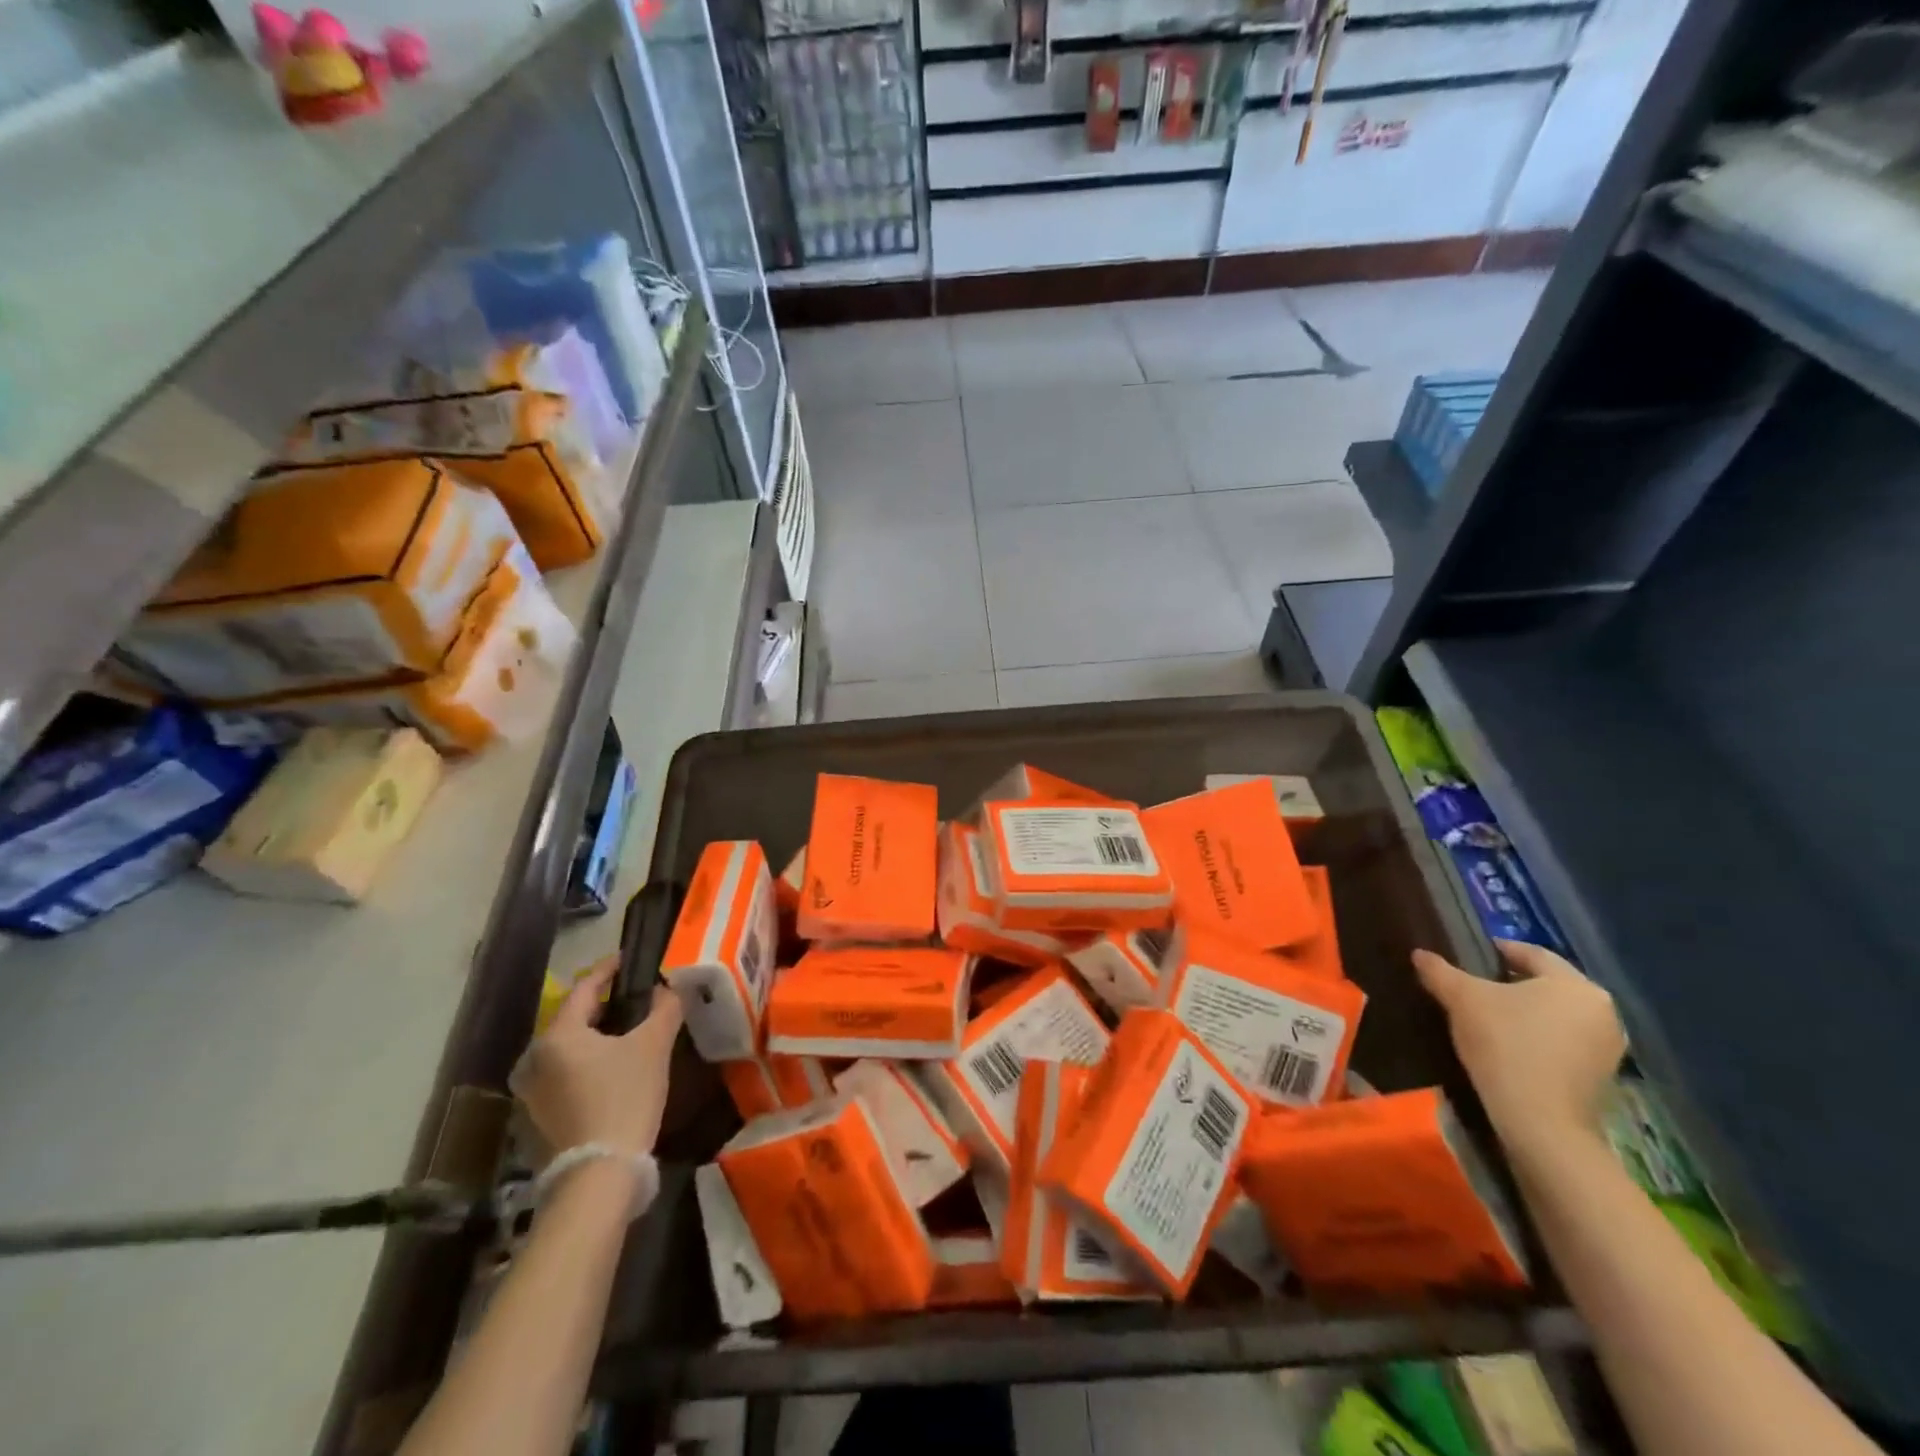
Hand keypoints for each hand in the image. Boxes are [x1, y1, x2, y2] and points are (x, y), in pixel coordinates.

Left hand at [510, 955, 682, 1158]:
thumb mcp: (653, 1046)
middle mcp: (535, 1057)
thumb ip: (664, 1008)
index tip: (631, 959)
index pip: (585, 987)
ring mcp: (532, 1089)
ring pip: (569, 1046)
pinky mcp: (538, 1114)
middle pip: (575, 1017)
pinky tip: (614, 1065)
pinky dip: (588, 1060)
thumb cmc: (625, 1098)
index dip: (610, 969)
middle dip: (605, 1003)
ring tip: (629, 1029)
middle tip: (637, 995)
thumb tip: (667, 987)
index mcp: (558, 1034)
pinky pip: (565, 1071)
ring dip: (597, 1034)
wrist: (599, 1174)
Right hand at [1413, 939, 1625, 1157]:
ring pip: (1557, 1014)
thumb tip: (1419, 954)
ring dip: (1526, 1012)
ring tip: (1488, 1018)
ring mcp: (1609, 1047)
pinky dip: (1539, 1038)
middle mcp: (1602, 1010)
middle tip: (1474, 988)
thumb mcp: (1461, 999)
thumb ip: (1440, 971)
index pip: (1532, 953)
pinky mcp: (1603, 1076)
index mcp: (1576, 984)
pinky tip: (1509, 1047)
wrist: (1540, 1122)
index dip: (1497, 950)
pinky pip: (1565, 1042)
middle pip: (1547, 984)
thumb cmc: (1505, 1044)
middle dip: (1511, 983)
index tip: (1468, 955)